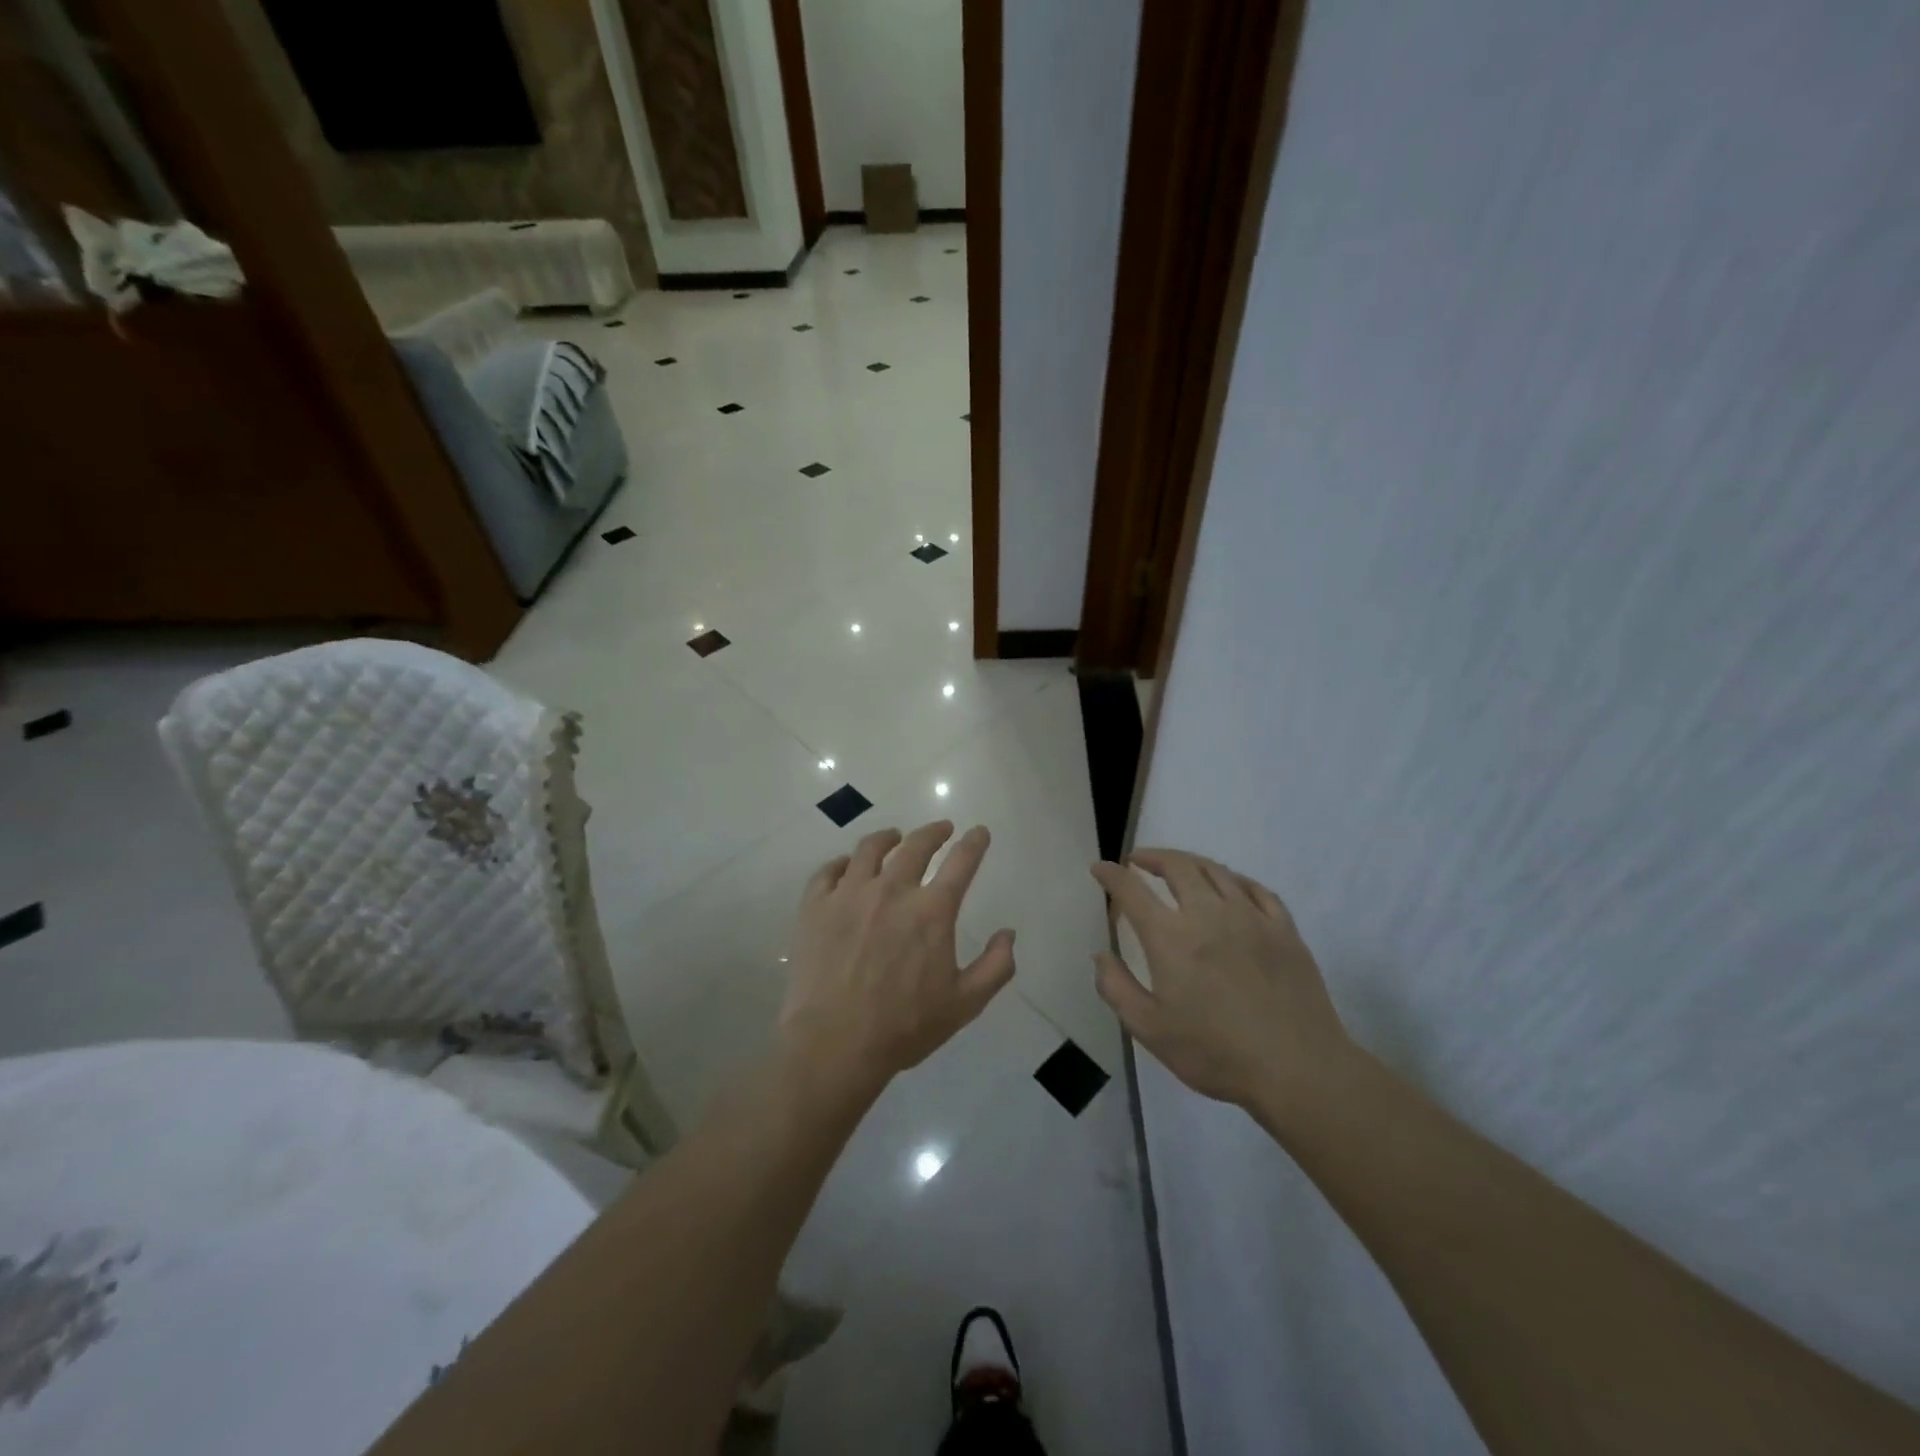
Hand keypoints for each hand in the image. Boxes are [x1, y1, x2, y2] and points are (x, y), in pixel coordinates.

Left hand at [781, 821, 1015, 1094]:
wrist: (834, 1044)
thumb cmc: (904, 1027)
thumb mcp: (965, 1004)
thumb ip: (995, 966)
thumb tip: (1008, 934)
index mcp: (931, 911)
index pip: (961, 862)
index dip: (974, 843)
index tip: (979, 832)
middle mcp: (892, 890)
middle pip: (915, 845)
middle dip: (933, 832)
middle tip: (941, 829)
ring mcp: (849, 895)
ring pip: (869, 849)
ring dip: (888, 837)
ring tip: (893, 836)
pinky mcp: (816, 907)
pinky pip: (829, 871)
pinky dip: (843, 863)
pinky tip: (847, 866)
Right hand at [1091, 849, 1352, 1109]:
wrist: (1297, 1069)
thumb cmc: (1216, 1053)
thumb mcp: (1150, 1030)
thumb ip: (1117, 988)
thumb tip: (1100, 955)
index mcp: (1171, 937)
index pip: (1132, 890)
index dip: (1111, 874)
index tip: (1100, 868)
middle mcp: (1208, 914)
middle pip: (1177, 866)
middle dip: (1152, 857)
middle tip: (1138, 861)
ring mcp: (1251, 917)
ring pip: (1216, 870)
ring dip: (1189, 862)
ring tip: (1178, 868)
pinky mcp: (1284, 928)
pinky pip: (1255, 889)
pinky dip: (1233, 879)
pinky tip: (1229, 886)